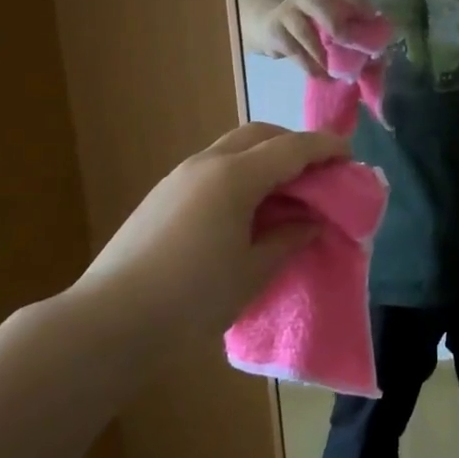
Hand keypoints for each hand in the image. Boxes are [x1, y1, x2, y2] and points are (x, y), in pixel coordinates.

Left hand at [65, 123, 350, 364]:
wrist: (108, 323)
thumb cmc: (191, 299)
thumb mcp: (252, 272)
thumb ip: (287, 239)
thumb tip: (309, 221)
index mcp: (235, 177)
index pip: (292, 147)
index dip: (325, 147)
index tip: (350, 155)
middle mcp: (207, 163)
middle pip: (260, 133)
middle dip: (294, 143)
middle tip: (317, 169)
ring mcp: (180, 176)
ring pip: (233, 147)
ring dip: (265, 155)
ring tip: (284, 189)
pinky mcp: (162, 194)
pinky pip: (214, 166)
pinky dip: (241, 171)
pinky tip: (246, 206)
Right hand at [254, 0, 376, 77]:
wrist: (264, 23)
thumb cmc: (307, 24)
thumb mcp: (324, 19)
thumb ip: (348, 29)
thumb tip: (381, 56)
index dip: (358, 4)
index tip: (373, 19)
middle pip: (318, 4)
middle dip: (335, 24)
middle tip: (349, 44)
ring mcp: (287, 14)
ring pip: (304, 31)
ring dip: (321, 53)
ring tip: (335, 72)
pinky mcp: (276, 33)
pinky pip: (293, 51)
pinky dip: (309, 65)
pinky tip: (321, 75)